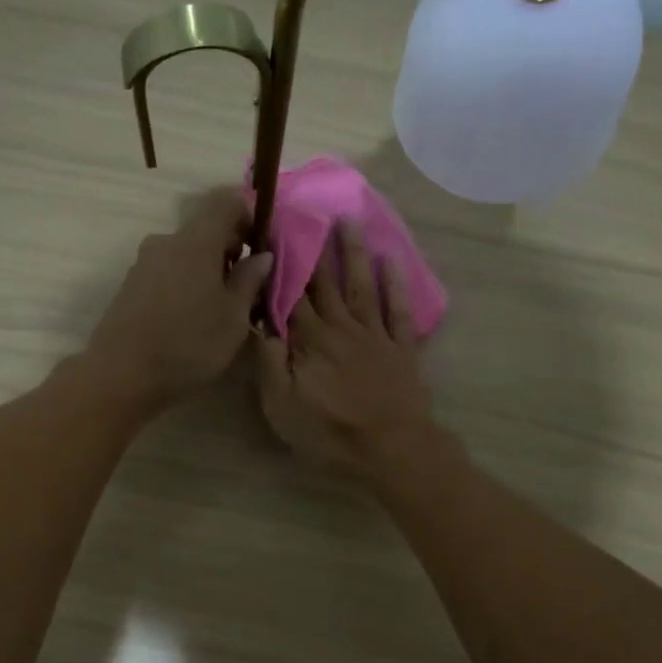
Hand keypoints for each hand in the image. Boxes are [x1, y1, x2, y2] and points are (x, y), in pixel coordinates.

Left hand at [83, 187, 274, 412]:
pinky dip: (187, 283)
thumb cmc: (188, 345)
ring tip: (221, 308)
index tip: (261, 246)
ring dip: (208, 269)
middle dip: (231, 249)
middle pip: (205, 228)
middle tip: (248, 286)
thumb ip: (250, 281)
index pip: (225, 201)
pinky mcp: (131, 286)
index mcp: (195, 242)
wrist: (121, 375)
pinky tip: (192, 318)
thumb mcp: (234, 318)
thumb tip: (262, 255)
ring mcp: (144, 263)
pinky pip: (168, 271)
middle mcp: (166, 242)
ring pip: (186, 253)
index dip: (249, 215)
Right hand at [257, 224, 437, 475]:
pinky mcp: (402, 348)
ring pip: (361, 286)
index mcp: (310, 341)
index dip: (281, 264)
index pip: (290, 295)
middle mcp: (341, 328)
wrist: (392, 449)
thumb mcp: (282, 407)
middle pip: (325, 283)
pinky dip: (396, 284)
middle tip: (309, 213)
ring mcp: (375, 335)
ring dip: (353, 253)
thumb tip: (259, 324)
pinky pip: (399, 310)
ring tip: (348, 221)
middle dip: (314, 248)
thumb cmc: (330, 433)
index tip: (273, 232)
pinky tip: (391, 260)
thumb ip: (269, 363)